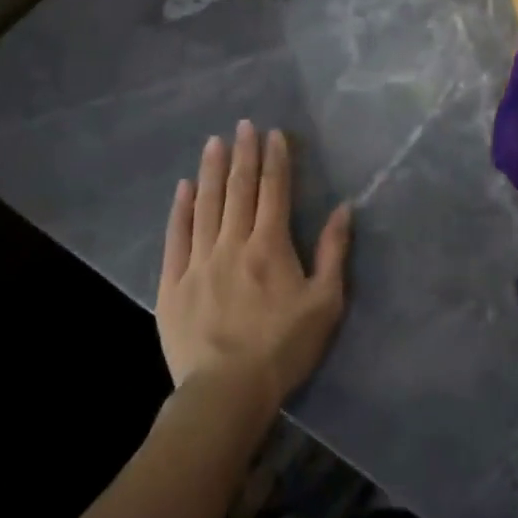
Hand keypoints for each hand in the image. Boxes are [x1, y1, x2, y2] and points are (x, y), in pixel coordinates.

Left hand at [157, 120, 351, 414]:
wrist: (226, 392)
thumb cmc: (283, 347)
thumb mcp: (325, 302)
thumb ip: (333, 251)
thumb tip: (344, 208)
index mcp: (270, 246)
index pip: (274, 191)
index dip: (275, 159)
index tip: (273, 133)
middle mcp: (233, 243)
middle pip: (239, 189)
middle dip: (243, 153)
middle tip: (243, 124)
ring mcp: (199, 262)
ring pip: (207, 205)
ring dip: (212, 171)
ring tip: (213, 142)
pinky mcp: (173, 283)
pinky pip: (176, 237)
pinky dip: (181, 209)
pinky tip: (184, 188)